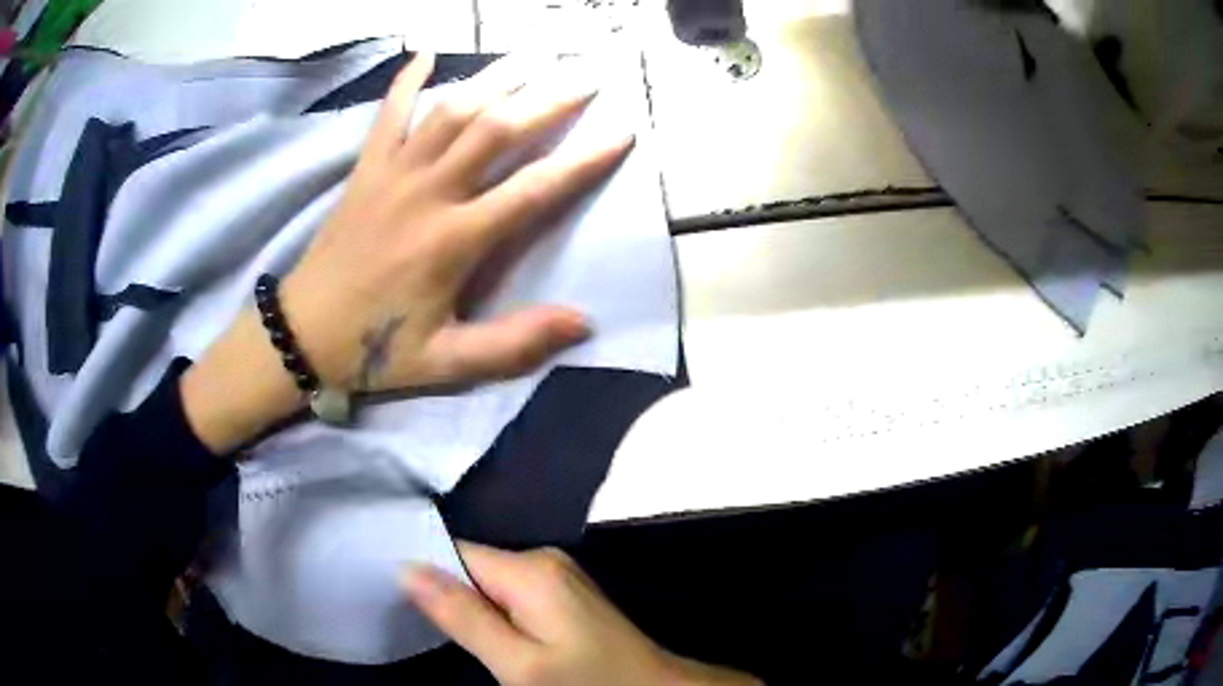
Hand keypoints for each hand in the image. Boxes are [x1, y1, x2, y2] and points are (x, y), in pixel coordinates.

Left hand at [182, 53, 632, 453]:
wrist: (302, 333)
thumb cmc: (375, 348)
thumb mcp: (446, 363)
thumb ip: (512, 344)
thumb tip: (583, 322)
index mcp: (453, 240)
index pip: (533, 189)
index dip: (583, 159)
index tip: (623, 131)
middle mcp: (428, 192)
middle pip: (497, 129)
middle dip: (550, 96)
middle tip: (589, 72)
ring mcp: (393, 172)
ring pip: (452, 108)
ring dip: (497, 76)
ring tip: (537, 53)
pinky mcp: (366, 168)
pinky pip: (389, 113)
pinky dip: (408, 80)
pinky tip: (427, 53)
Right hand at [403, 543, 760, 685]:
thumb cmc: (586, 681)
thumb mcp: (518, 663)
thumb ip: (463, 616)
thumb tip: (407, 569)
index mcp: (529, 568)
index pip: (453, 552)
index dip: (424, 573)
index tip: (396, 598)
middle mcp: (543, 559)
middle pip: (472, 568)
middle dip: (449, 595)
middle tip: (427, 628)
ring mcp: (556, 576)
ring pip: (490, 584)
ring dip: (472, 608)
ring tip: (459, 636)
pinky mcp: (562, 594)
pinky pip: (511, 595)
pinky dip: (495, 613)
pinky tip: (491, 636)